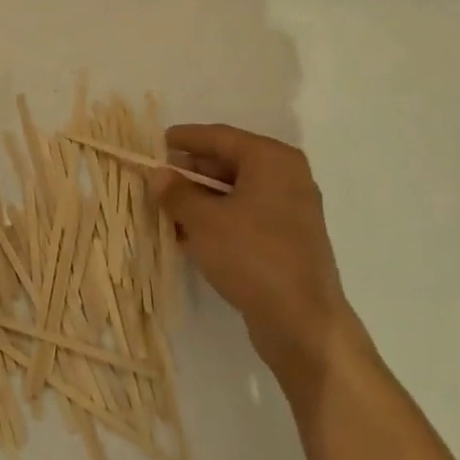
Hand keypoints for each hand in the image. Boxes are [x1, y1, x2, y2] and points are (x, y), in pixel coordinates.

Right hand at [152, 124, 355, 373]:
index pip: (220, 137)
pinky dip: (218, 219)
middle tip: (158, 178)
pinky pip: (245, 216)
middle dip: (192, 171)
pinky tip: (189, 233)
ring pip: (236, 192)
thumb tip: (159, 175)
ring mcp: (291, 210)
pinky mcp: (288, 240)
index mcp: (272, 160)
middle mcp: (286, 177)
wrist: (302, 322)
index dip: (186, 138)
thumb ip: (177, 192)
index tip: (157, 142)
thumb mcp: (203, 220)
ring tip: (166, 207)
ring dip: (201, 198)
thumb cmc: (251, 255)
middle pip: (229, 163)